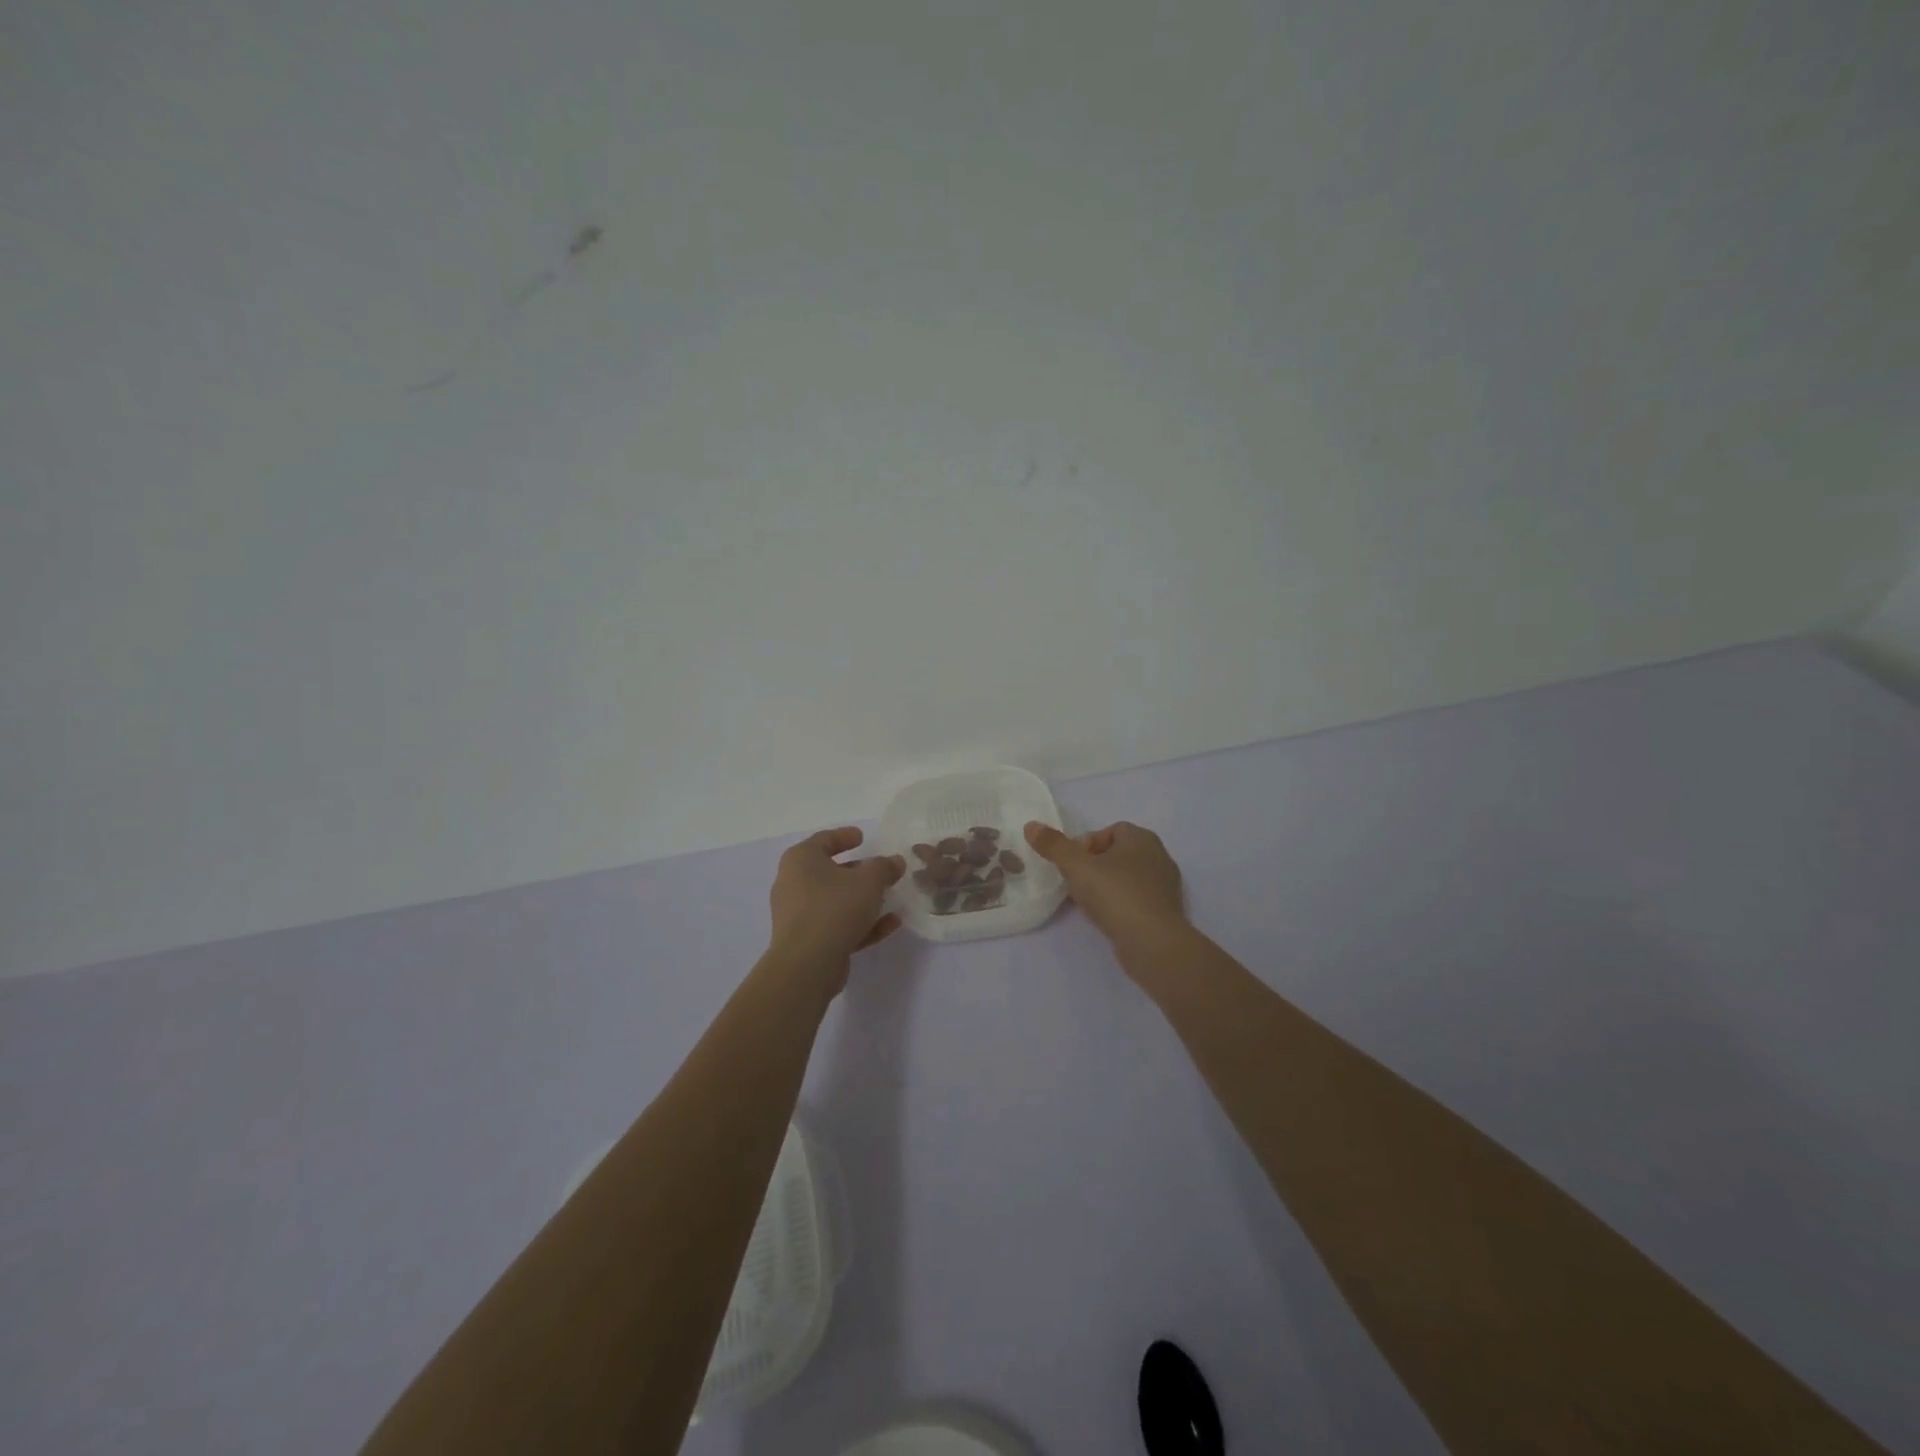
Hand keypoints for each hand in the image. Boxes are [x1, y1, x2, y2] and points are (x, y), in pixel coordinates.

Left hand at [766, 827, 904, 983]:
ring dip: (863, 900)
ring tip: (890, 898)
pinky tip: (890, 924)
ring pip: (835, 901)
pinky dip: (861, 923)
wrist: (808, 964)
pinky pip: (837, 925)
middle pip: (830, 871)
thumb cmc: (835, 908)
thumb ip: (884, 867)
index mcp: (801, 860)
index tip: (862, 837)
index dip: (845, 836)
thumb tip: (895, 861)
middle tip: (881, 870)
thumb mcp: (869, 881)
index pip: (824, 840)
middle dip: (858, 871)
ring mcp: (798, 915)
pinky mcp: (807, 941)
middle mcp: (793, 883)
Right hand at [1024, 819, 1186, 950]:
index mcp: (1142, 838)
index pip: (1109, 831)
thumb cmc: (1115, 895)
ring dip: (1104, 886)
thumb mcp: (1077, 866)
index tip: (1070, 864)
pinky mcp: (1164, 912)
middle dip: (1092, 866)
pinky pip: (1134, 899)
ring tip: (1085, 903)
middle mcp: (1158, 856)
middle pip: (1116, 854)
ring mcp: (1164, 886)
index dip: (1085, 844)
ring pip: (1125, 878)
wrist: (1153, 943)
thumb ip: (1053, 845)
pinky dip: (1118, 904)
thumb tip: (1031, 825)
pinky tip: (1104, 918)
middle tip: (1074, 883)